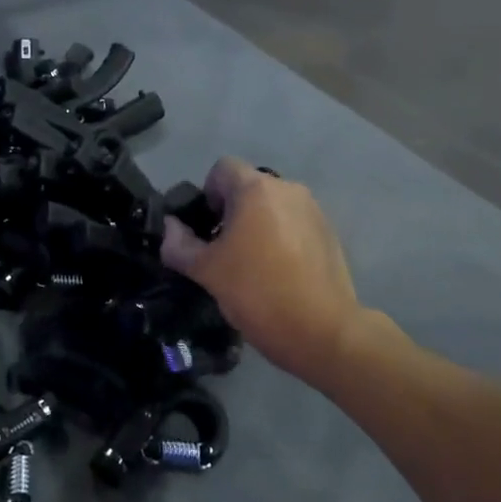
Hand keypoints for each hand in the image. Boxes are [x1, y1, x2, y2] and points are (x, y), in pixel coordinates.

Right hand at [161, 158, 400, 388]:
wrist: (324, 333)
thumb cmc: (258, 293)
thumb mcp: (206, 271)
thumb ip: (180, 245)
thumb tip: (170, 228)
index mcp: (255, 189)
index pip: (222, 168)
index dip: (207, 193)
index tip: (206, 228)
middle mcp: (288, 189)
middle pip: (248, 187)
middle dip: (231, 211)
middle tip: (223, 250)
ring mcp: (313, 211)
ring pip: (272, 207)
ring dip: (257, 225)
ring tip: (252, 264)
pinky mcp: (330, 234)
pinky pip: (294, 224)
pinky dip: (281, 239)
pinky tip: (279, 274)